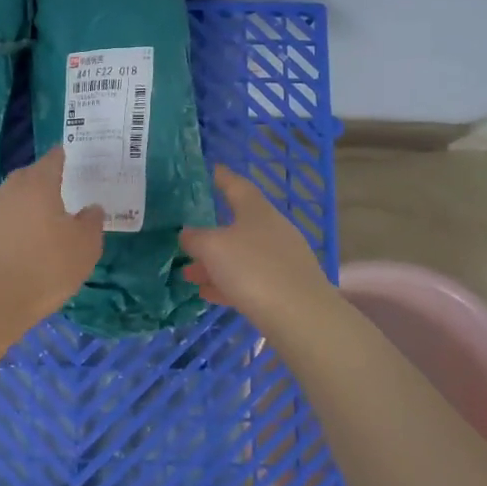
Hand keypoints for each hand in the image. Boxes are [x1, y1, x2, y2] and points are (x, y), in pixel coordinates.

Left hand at [0, 148, 104, 324]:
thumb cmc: (43, 267)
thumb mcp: (84, 248)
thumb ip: (91, 223)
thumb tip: (92, 208)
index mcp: (38, 184)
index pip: (53, 160)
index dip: (62, 157)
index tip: (67, 156)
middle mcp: (9, 190)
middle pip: (28, 178)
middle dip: (42, 183)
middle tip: (58, 194)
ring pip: (11, 201)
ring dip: (24, 208)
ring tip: (38, 225)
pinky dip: (9, 230)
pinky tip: (17, 247)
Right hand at [181, 166, 336, 328]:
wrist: (299, 316)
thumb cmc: (252, 269)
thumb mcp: (212, 248)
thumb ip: (195, 238)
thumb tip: (187, 233)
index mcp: (257, 211)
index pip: (237, 185)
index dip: (222, 177)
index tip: (211, 169)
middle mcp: (272, 229)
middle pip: (237, 224)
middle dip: (210, 232)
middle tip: (187, 236)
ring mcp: (281, 259)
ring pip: (241, 255)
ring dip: (214, 262)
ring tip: (188, 273)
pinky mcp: (284, 286)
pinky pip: (249, 278)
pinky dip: (228, 282)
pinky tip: (208, 294)